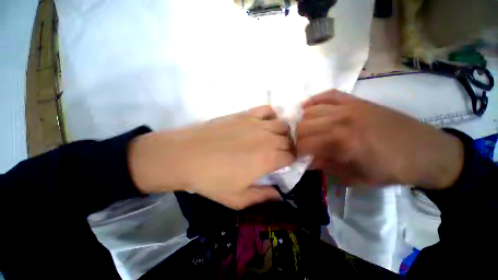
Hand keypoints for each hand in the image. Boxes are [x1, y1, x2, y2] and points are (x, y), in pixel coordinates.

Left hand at [128, 106, 294, 208]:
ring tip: (276, 140)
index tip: (286, 166)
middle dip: (290, 148)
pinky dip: (272, 116)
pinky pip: (267, 110)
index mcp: (268, 159)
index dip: (292, 161)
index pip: (292, 157)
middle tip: (281, 154)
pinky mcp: (245, 114)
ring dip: (284, 133)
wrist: (186, 155)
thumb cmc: (211, 179)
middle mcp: (267, 138)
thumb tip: (279, 195)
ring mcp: (256, 123)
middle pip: (290, 140)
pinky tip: (265, 124)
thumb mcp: (238, 198)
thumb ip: (262, 197)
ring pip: (283, 124)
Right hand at [296, 90, 463, 188]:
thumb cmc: (391, 170)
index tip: (299, 157)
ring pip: (310, 110)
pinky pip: (328, 94)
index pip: (304, 144)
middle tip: (302, 145)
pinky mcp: (356, 100)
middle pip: (303, 125)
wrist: (426, 151)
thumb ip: (327, 167)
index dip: (297, 152)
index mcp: (342, 143)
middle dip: (297, 138)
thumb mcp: (356, 178)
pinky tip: (308, 107)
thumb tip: (308, 160)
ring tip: (307, 130)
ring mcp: (348, 107)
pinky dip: (314, 100)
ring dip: (303, 122)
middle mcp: (340, 121)